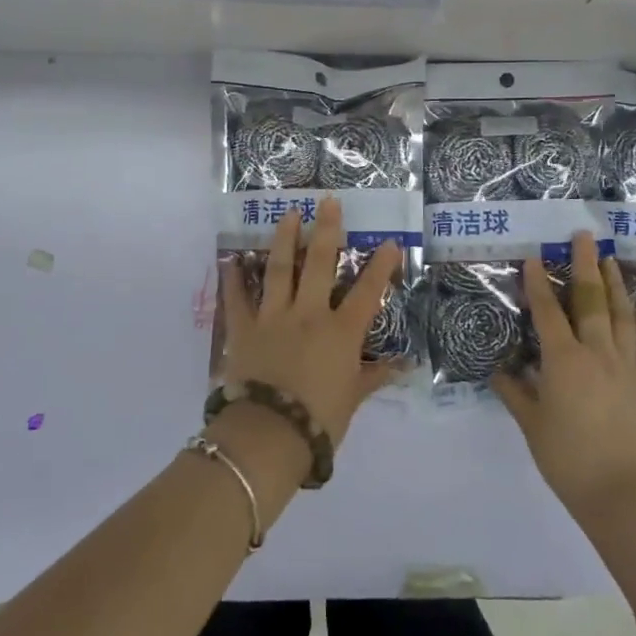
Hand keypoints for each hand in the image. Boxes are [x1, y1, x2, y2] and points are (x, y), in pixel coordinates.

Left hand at [220, 199, 402, 447]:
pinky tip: (231, 259)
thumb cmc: (319, 420)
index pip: (367, 292)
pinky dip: (233, 278)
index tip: (389, 243)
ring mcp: (273, 317)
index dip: (380, 266)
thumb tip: (403, 366)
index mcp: (341, 332)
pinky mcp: (244, 328)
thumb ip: (375, 377)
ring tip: (289, 214)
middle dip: (327, 230)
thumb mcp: (353, 399)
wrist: (268, 434)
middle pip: (320, 264)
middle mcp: (309, 314)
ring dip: (284, 238)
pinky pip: (237, 298)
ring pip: (280, 268)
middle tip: (328, 202)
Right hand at [493, 231, 635, 519]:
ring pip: (622, 312)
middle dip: (584, 265)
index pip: (548, 312)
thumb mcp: (531, 425)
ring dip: (614, 282)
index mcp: (564, 361)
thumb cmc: (567, 459)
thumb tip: (500, 371)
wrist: (623, 492)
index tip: (535, 257)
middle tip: (583, 236)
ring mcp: (627, 364)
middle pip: (590, 299)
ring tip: (609, 259)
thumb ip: (515, 393)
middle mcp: (597, 352)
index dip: (539, 283)